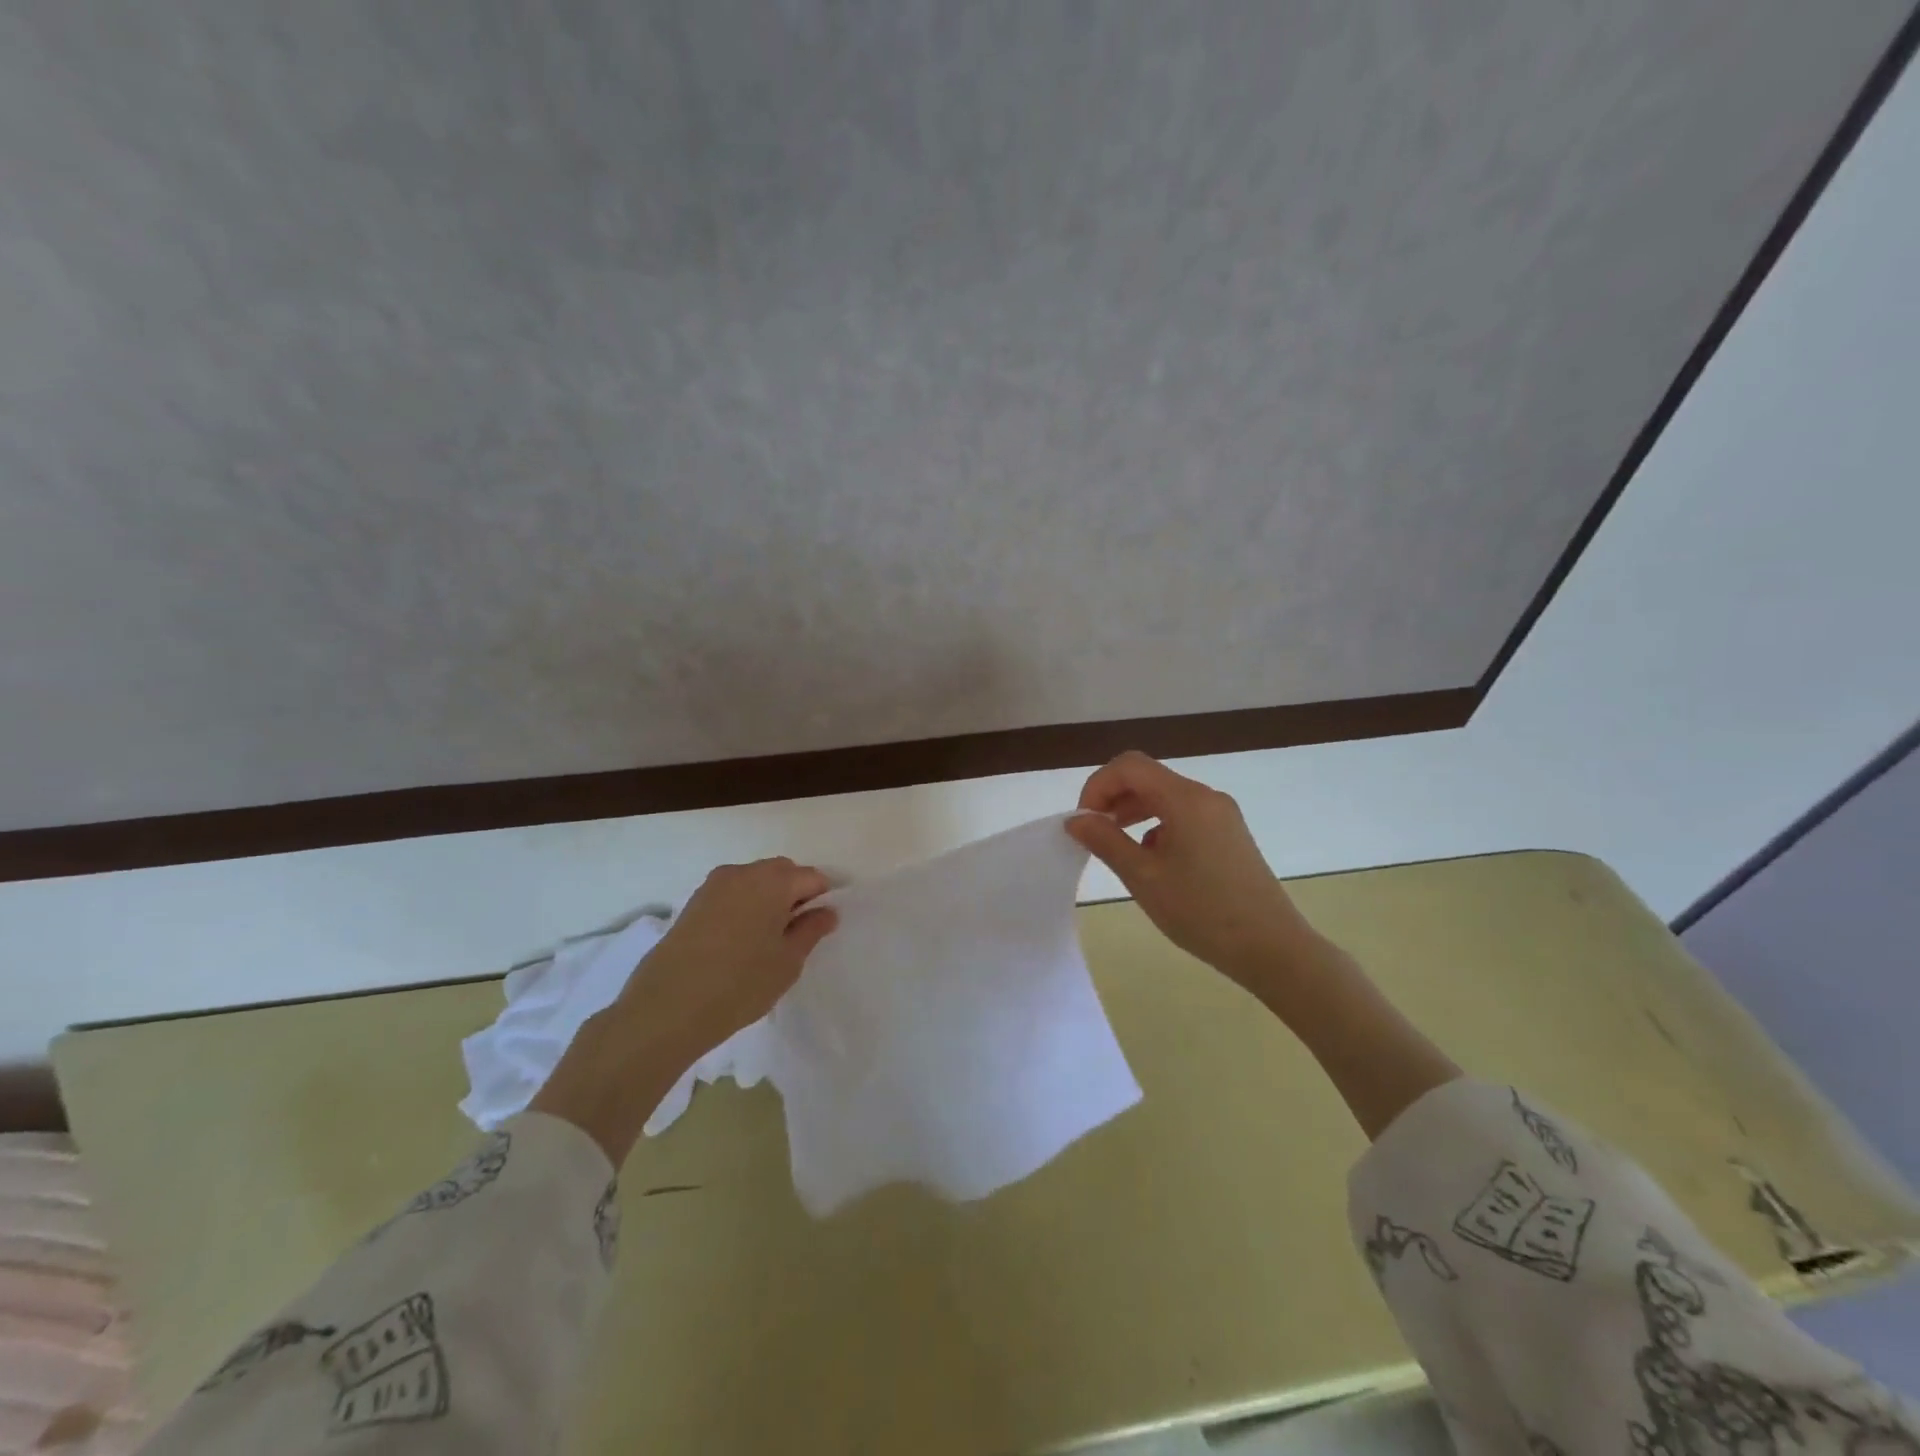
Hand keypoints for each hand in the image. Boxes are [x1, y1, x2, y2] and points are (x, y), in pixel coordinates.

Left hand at [530, 859, 836, 1163]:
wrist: (665, 1009)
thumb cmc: (739, 985)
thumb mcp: (787, 962)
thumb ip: (811, 930)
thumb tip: (827, 911)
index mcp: (773, 881)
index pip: (812, 877)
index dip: (822, 899)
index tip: (821, 927)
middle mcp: (743, 873)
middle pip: (782, 872)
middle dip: (795, 894)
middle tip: (796, 934)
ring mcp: (713, 886)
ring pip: (754, 882)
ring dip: (767, 900)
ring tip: (766, 941)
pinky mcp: (692, 903)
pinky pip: (731, 894)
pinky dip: (743, 907)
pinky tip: (739, 942)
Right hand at [1066, 752, 1316, 995]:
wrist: (1272, 948)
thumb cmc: (1202, 912)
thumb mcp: (1143, 877)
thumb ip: (1105, 841)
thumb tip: (1076, 819)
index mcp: (1185, 799)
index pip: (1129, 766)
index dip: (1098, 786)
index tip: (1083, 821)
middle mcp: (1206, 797)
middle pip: (1148, 777)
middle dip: (1113, 799)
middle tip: (1092, 834)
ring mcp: (1222, 815)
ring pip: (1166, 797)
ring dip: (1134, 812)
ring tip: (1116, 847)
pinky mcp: (1230, 835)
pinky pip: (1184, 816)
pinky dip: (1158, 826)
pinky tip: (1152, 862)